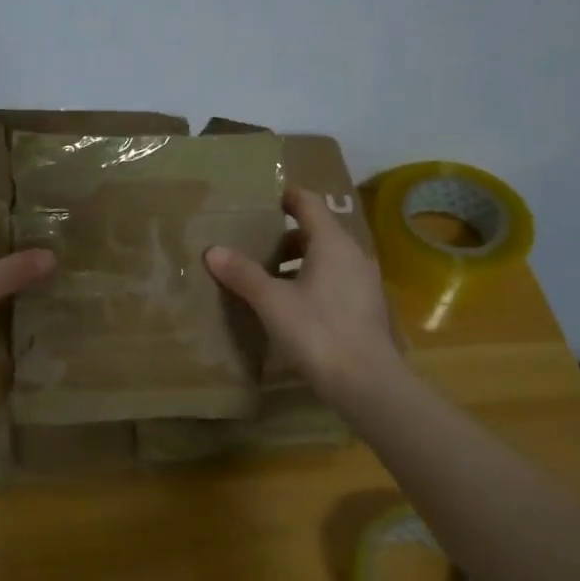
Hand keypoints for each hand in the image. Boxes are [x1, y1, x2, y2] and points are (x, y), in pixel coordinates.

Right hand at [204, 188, 402, 408]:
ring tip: (265, 279)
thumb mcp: (272, 301)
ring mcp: (363, 282)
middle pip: (316, 232)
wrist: (367, 383)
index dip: (286, 198)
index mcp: (332, 243)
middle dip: (283, 237)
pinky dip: (310, 282)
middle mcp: (353, 255)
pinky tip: (289, 306)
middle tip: (252, 246)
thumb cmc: (318, 331)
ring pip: (325, 259)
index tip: (262, 201)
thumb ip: (243, 273)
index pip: (309, 203)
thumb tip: (212, 250)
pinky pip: (334, 280)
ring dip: (296, 263)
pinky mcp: (365, 307)